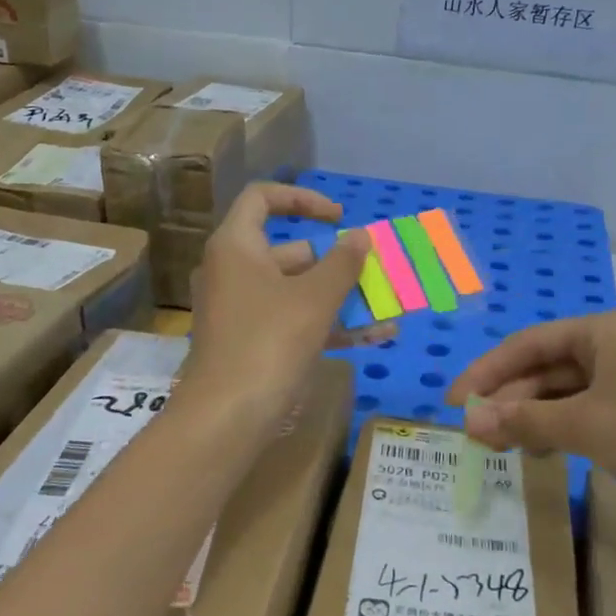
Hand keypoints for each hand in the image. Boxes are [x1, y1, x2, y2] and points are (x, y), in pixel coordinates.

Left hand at [178, 183, 389, 430]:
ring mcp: (242, 310)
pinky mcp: (252, 342)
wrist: (228, 416)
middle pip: (289, 251)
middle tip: (372, 271)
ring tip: (386, 308)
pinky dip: (328, 325)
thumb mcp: (314, 298)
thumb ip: (342, 262)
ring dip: (341, 298)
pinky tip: (373, 338)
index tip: (340, 216)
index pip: (263, 199)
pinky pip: (293, 321)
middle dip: (336, 262)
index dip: (303, 200)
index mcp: (236, 246)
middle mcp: (234, 271)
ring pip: (297, 291)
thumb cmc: (269, 341)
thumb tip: (360, 236)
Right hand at [446, 309, 615, 509]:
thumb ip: (523, 420)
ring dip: (530, 417)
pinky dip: (558, 431)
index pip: (529, 343)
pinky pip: (585, 416)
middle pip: (546, 368)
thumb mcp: (584, 424)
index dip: (488, 370)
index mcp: (604, 331)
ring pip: (564, 394)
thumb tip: (468, 424)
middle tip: (474, 433)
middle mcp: (615, 349)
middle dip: (509, 399)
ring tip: (497, 446)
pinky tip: (537, 452)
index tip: (456, 401)